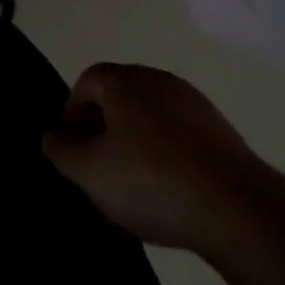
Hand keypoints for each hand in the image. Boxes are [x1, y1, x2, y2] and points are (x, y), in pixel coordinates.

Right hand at [43, 63, 265, 251]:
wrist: (233, 204)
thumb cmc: (151, 182)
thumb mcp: (91, 174)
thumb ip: (63, 153)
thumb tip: (51, 136)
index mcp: (124, 82)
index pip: (87, 80)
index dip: (71, 111)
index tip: (69, 147)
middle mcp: (157, 79)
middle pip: (118, 91)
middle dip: (100, 121)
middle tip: (94, 161)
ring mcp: (191, 99)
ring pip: (148, 109)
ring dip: (132, 134)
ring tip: (129, 176)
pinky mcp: (216, 124)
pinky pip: (175, 127)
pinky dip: (161, 145)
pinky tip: (164, 181)